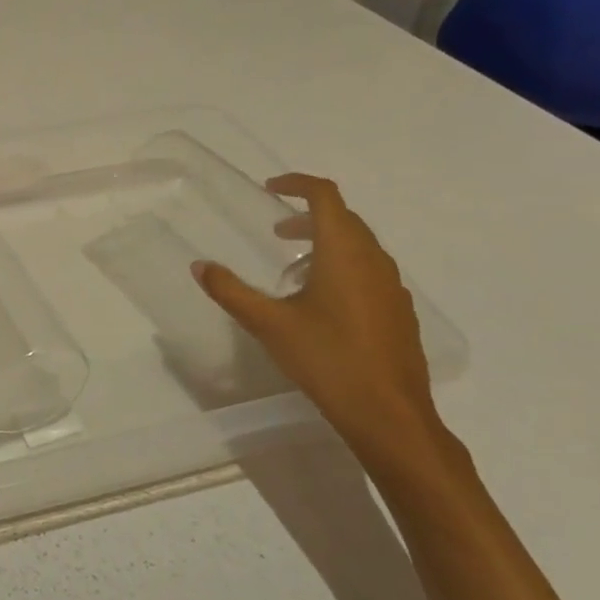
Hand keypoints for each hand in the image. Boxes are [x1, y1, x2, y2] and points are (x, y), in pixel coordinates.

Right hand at [192, 173, 466, 486]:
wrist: (389, 415)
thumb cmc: (327, 359)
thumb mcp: (269, 324)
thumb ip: (231, 291)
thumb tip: (199, 266)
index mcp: (344, 252)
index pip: (325, 197)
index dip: (298, 184)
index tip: (271, 188)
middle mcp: (374, 261)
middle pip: (344, 219)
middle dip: (308, 217)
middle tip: (276, 232)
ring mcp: (393, 287)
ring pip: (359, 247)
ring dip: (326, 244)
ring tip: (294, 271)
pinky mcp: (399, 312)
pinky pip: (370, 272)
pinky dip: (344, 268)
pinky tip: (323, 305)